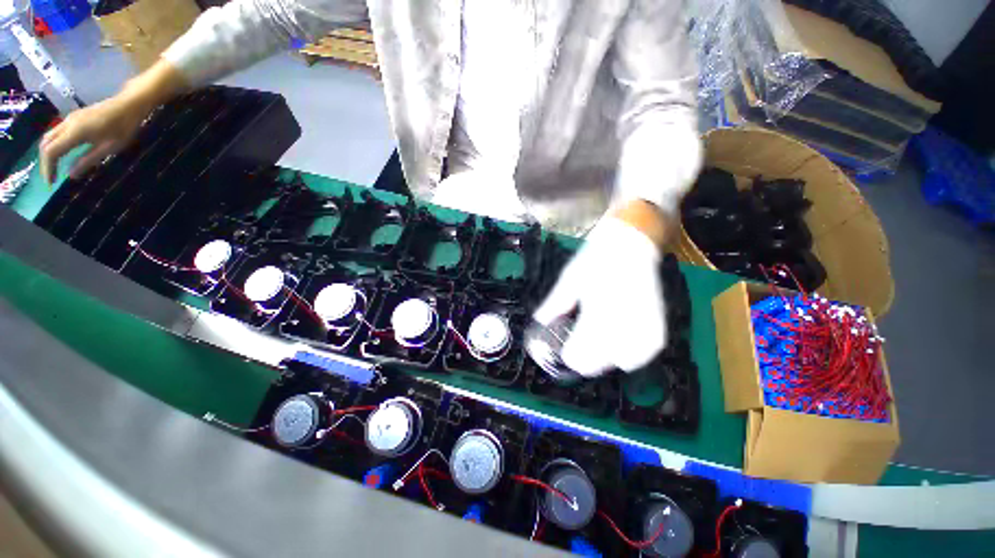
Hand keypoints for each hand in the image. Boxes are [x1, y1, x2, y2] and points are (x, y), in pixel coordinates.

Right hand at [40, 94, 152, 183]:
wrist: (129, 105)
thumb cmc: (122, 127)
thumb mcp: (108, 148)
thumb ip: (88, 160)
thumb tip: (71, 175)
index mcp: (74, 132)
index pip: (51, 152)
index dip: (48, 168)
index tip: (51, 183)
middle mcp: (67, 124)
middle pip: (46, 144)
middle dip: (45, 163)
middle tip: (51, 178)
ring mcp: (70, 119)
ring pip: (49, 137)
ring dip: (48, 154)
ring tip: (55, 169)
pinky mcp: (74, 118)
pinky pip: (57, 133)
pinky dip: (54, 146)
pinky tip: (62, 155)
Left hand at [533, 217, 667, 377]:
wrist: (628, 241)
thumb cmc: (595, 258)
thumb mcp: (569, 278)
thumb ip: (555, 302)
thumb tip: (540, 321)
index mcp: (594, 306)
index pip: (582, 347)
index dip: (572, 357)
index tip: (565, 354)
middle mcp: (620, 317)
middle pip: (603, 359)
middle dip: (587, 362)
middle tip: (577, 354)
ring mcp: (642, 320)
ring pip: (626, 358)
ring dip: (609, 361)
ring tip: (598, 352)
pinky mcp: (657, 318)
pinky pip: (648, 350)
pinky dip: (633, 355)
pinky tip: (622, 350)